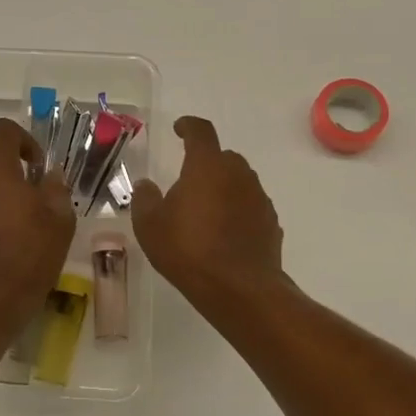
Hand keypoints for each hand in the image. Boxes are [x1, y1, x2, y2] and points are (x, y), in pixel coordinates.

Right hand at [132, 116, 287, 312]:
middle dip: (205, 163)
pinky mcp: (271, 222)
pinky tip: (224, 234)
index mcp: (207, 165)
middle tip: (187, 182)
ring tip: (205, 213)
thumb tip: (146, 185)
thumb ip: (145, 199)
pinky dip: (237, 211)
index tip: (179, 128)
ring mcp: (259, 197)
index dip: (188, 126)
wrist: (240, 289)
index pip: (200, 131)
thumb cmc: (188, 250)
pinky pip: (250, 206)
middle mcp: (238, 173)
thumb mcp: (150, 226)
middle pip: (222, 157)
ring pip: (238, 182)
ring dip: (223, 188)